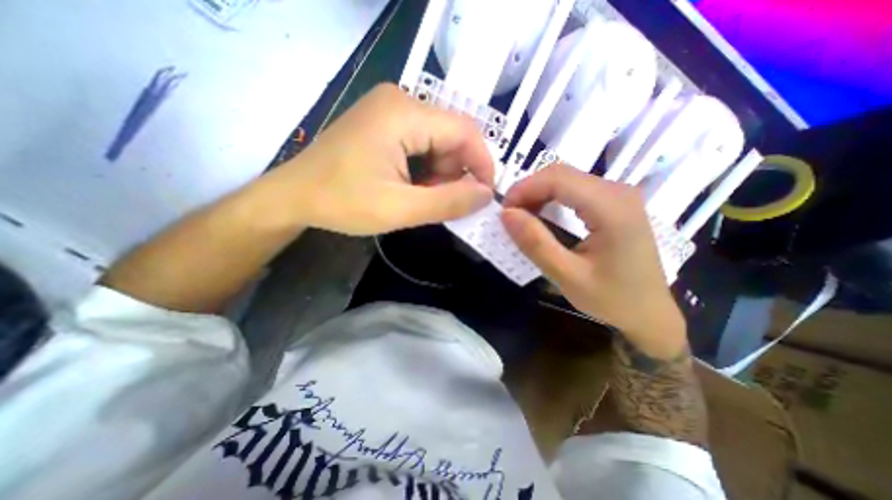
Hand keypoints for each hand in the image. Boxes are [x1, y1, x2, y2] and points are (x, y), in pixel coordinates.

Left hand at [262, 85, 493, 236]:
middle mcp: (400, 101)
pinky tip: (411, 187)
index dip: (482, 164)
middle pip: (451, 136)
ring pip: (438, 141)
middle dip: (455, 173)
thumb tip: (486, 195)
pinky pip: (421, 143)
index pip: (465, 131)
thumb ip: (448, 202)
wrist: (294, 196)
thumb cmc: (342, 202)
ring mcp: (390, 110)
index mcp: (404, 113)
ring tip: (421, 198)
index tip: (484, 195)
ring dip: (439, 173)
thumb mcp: (400, 209)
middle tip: (442, 203)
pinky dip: (425, 169)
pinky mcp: (384, 123)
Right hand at [501, 166, 684, 353]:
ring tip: (523, 218)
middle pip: (562, 174)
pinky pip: (576, 189)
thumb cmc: (612, 299)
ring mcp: (619, 194)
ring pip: (567, 178)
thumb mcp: (567, 276)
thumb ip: (536, 243)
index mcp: (612, 207)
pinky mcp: (615, 202)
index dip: (524, 189)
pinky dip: (552, 198)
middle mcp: (618, 191)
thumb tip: (506, 214)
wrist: (650, 313)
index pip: (558, 178)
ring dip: (539, 194)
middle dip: (529, 190)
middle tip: (511, 217)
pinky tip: (543, 216)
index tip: (504, 212)